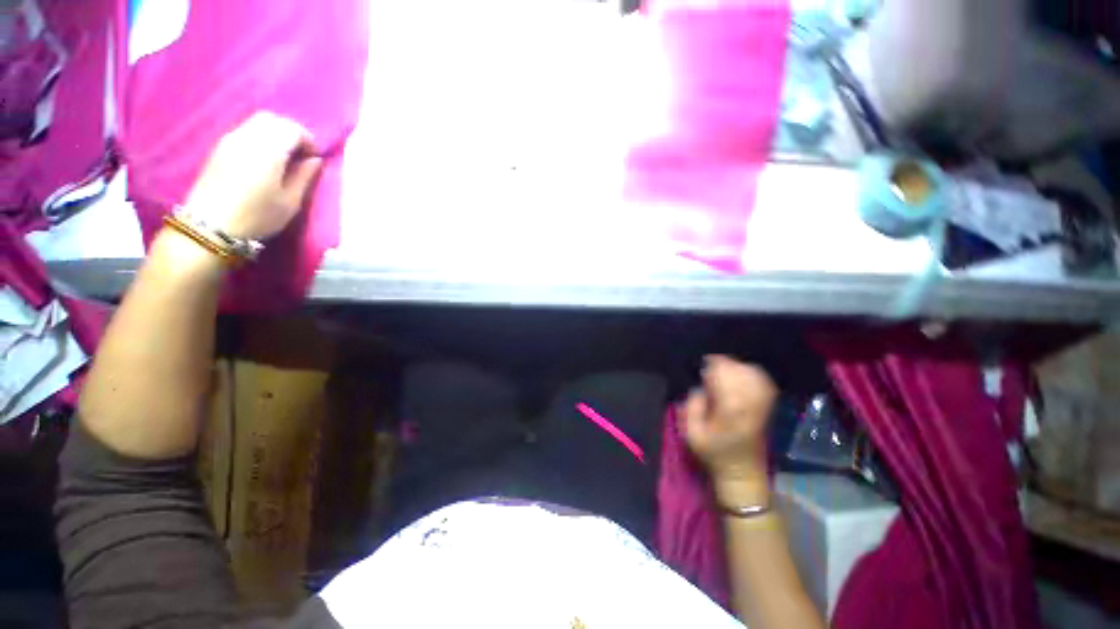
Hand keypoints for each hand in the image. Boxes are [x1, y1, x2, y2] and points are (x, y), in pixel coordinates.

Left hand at [185, 111, 322, 239]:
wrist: (210, 226)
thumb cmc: (257, 216)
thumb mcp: (290, 202)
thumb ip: (304, 176)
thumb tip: (315, 160)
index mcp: (268, 150)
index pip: (293, 129)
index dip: (309, 141)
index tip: (315, 159)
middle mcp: (247, 138)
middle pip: (273, 119)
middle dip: (291, 132)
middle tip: (301, 154)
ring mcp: (229, 141)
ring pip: (256, 122)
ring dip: (274, 134)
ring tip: (283, 157)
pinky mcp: (219, 149)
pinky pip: (244, 131)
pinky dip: (260, 138)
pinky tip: (264, 159)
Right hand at [681, 356, 777, 497]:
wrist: (742, 473)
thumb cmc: (713, 453)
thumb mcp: (691, 433)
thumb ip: (692, 406)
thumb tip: (700, 386)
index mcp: (729, 408)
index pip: (723, 374)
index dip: (712, 364)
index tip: (701, 366)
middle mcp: (749, 402)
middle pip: (739, 369)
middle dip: (722, 363)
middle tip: (708, 369)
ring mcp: (761, 403)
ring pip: (752, 372)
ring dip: (736, 366)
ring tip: (722, 371)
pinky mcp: (767, 405)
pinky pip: (763, 380)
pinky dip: (751, 372)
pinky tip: (740, 374)